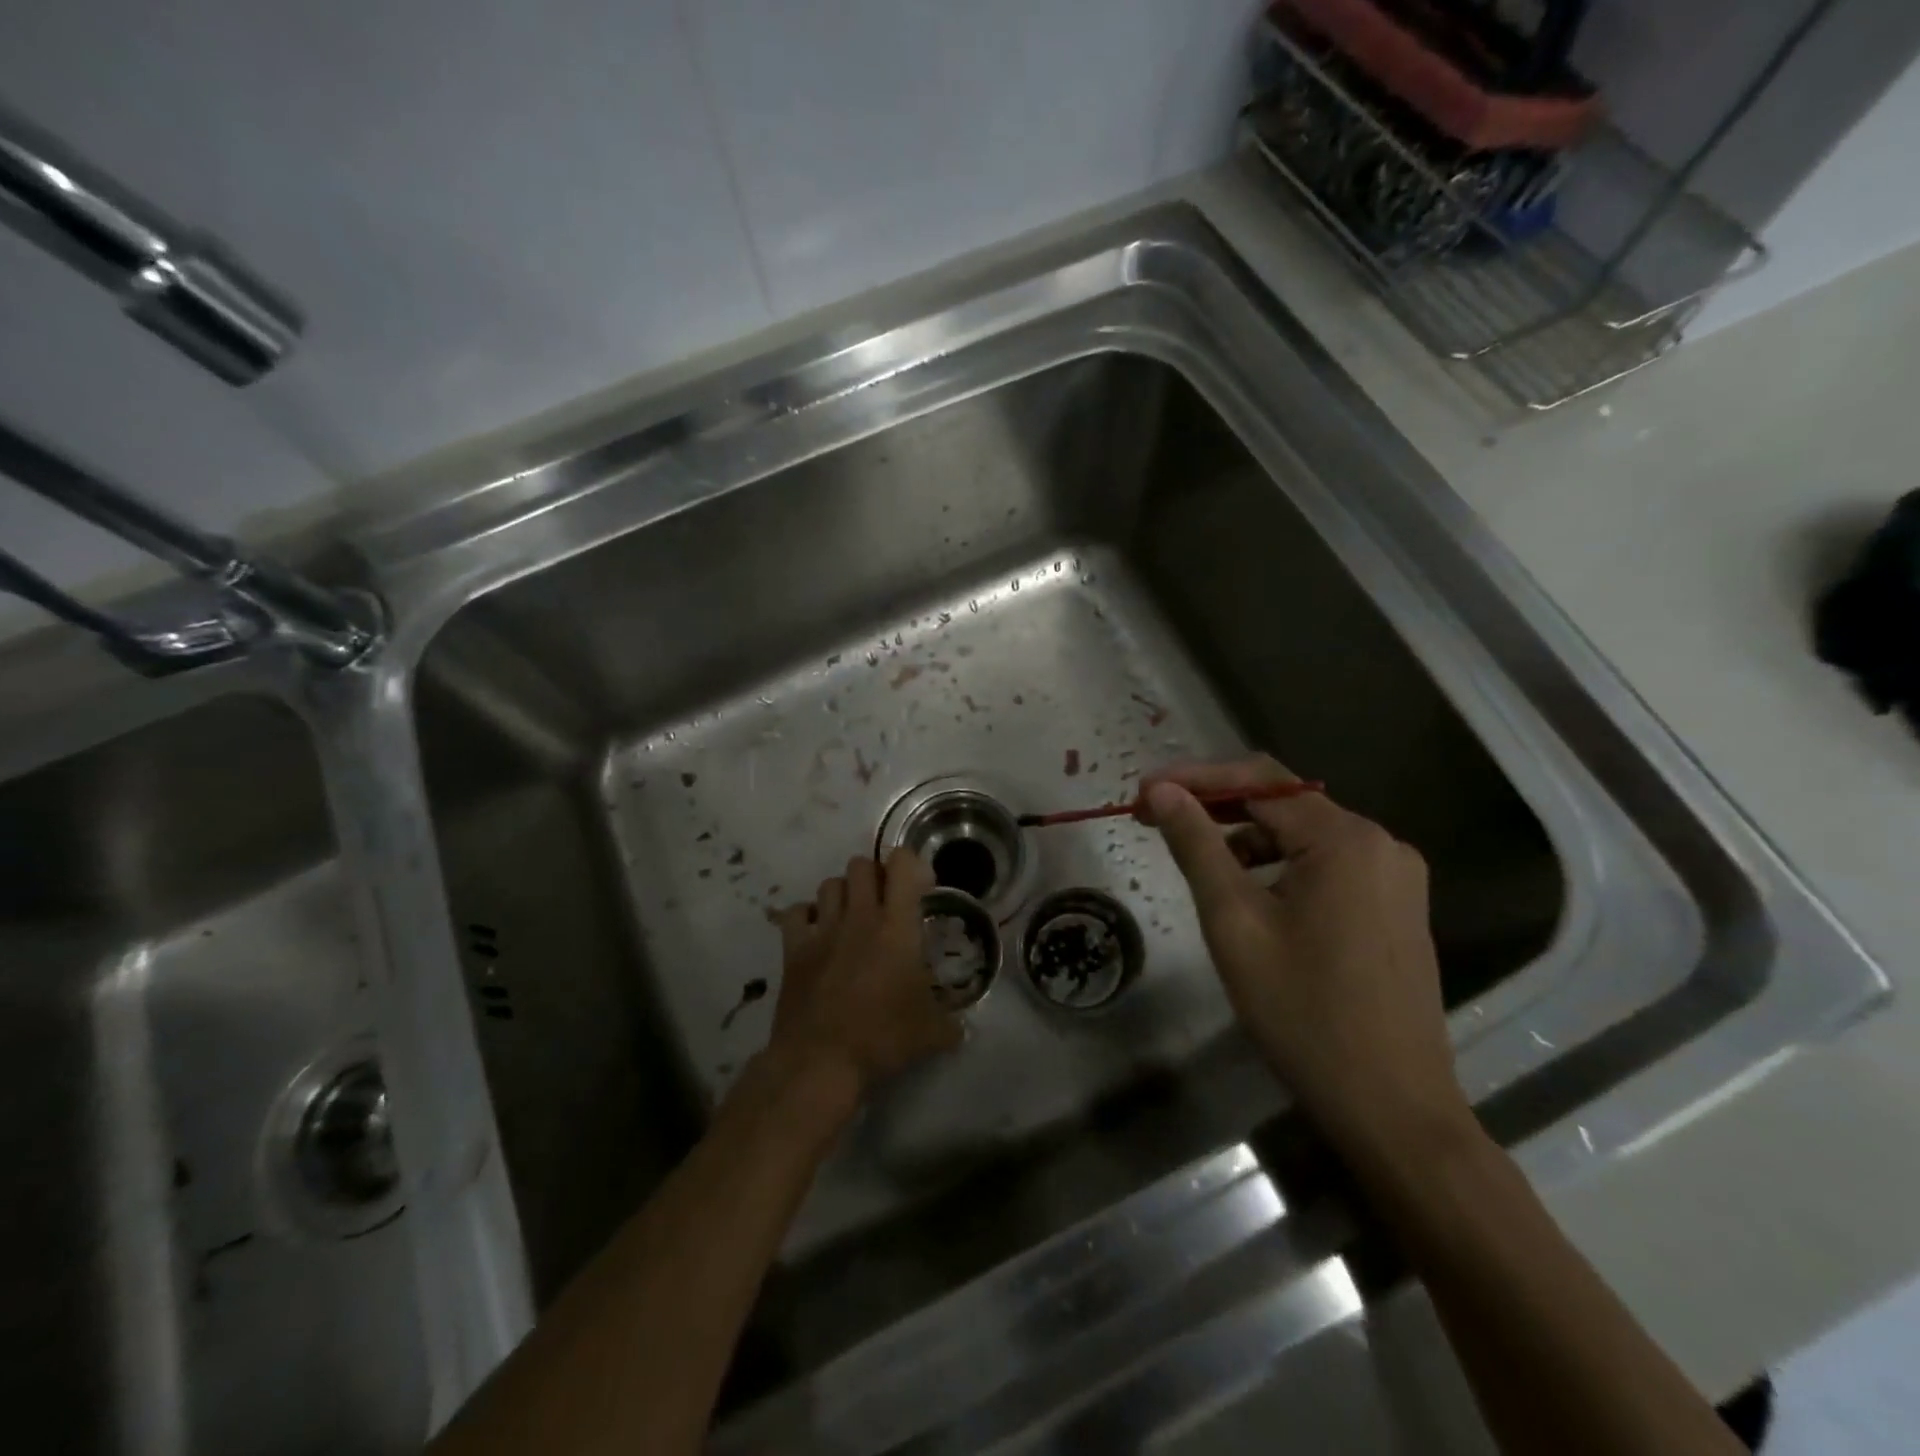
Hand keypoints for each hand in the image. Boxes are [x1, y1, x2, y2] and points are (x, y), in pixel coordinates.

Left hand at [764, 849, 962, 1103]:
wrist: (820, 1061)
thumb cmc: (882, 1038)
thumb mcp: (931, 1033)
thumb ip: (951, 1024)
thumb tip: (962, 1030)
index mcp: (896, 926)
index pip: (903, 864)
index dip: (913, 865)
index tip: (923, 888)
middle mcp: (859, 916)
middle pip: (862, 865)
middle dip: (876, 875)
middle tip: (887, 902)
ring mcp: (822, 930)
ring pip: (829, 883)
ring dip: (843, 893)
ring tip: (853, 916)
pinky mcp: (793, 950)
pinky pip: (796, 912)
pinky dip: (806, 915)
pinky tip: (817, 932)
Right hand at [1139, 756, 1471, 1160]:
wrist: (1392, 1107)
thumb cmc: (1303, 1012)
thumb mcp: (1234, 922)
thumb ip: (1197, 846)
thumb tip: (1162, 791)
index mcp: (1345, 839)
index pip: (1259, 780)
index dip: (1195, 778)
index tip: (1141, 792)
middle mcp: (1379, 843)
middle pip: (1283, 803)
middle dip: (1215, 806)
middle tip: (1154, 818)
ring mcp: (1394, 877)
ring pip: (1303, 835)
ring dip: (1246, 838)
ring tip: (1196, 859)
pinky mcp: (1395, 907)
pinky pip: (1326, 865)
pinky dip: (1280, 865)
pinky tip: (1248, 892)